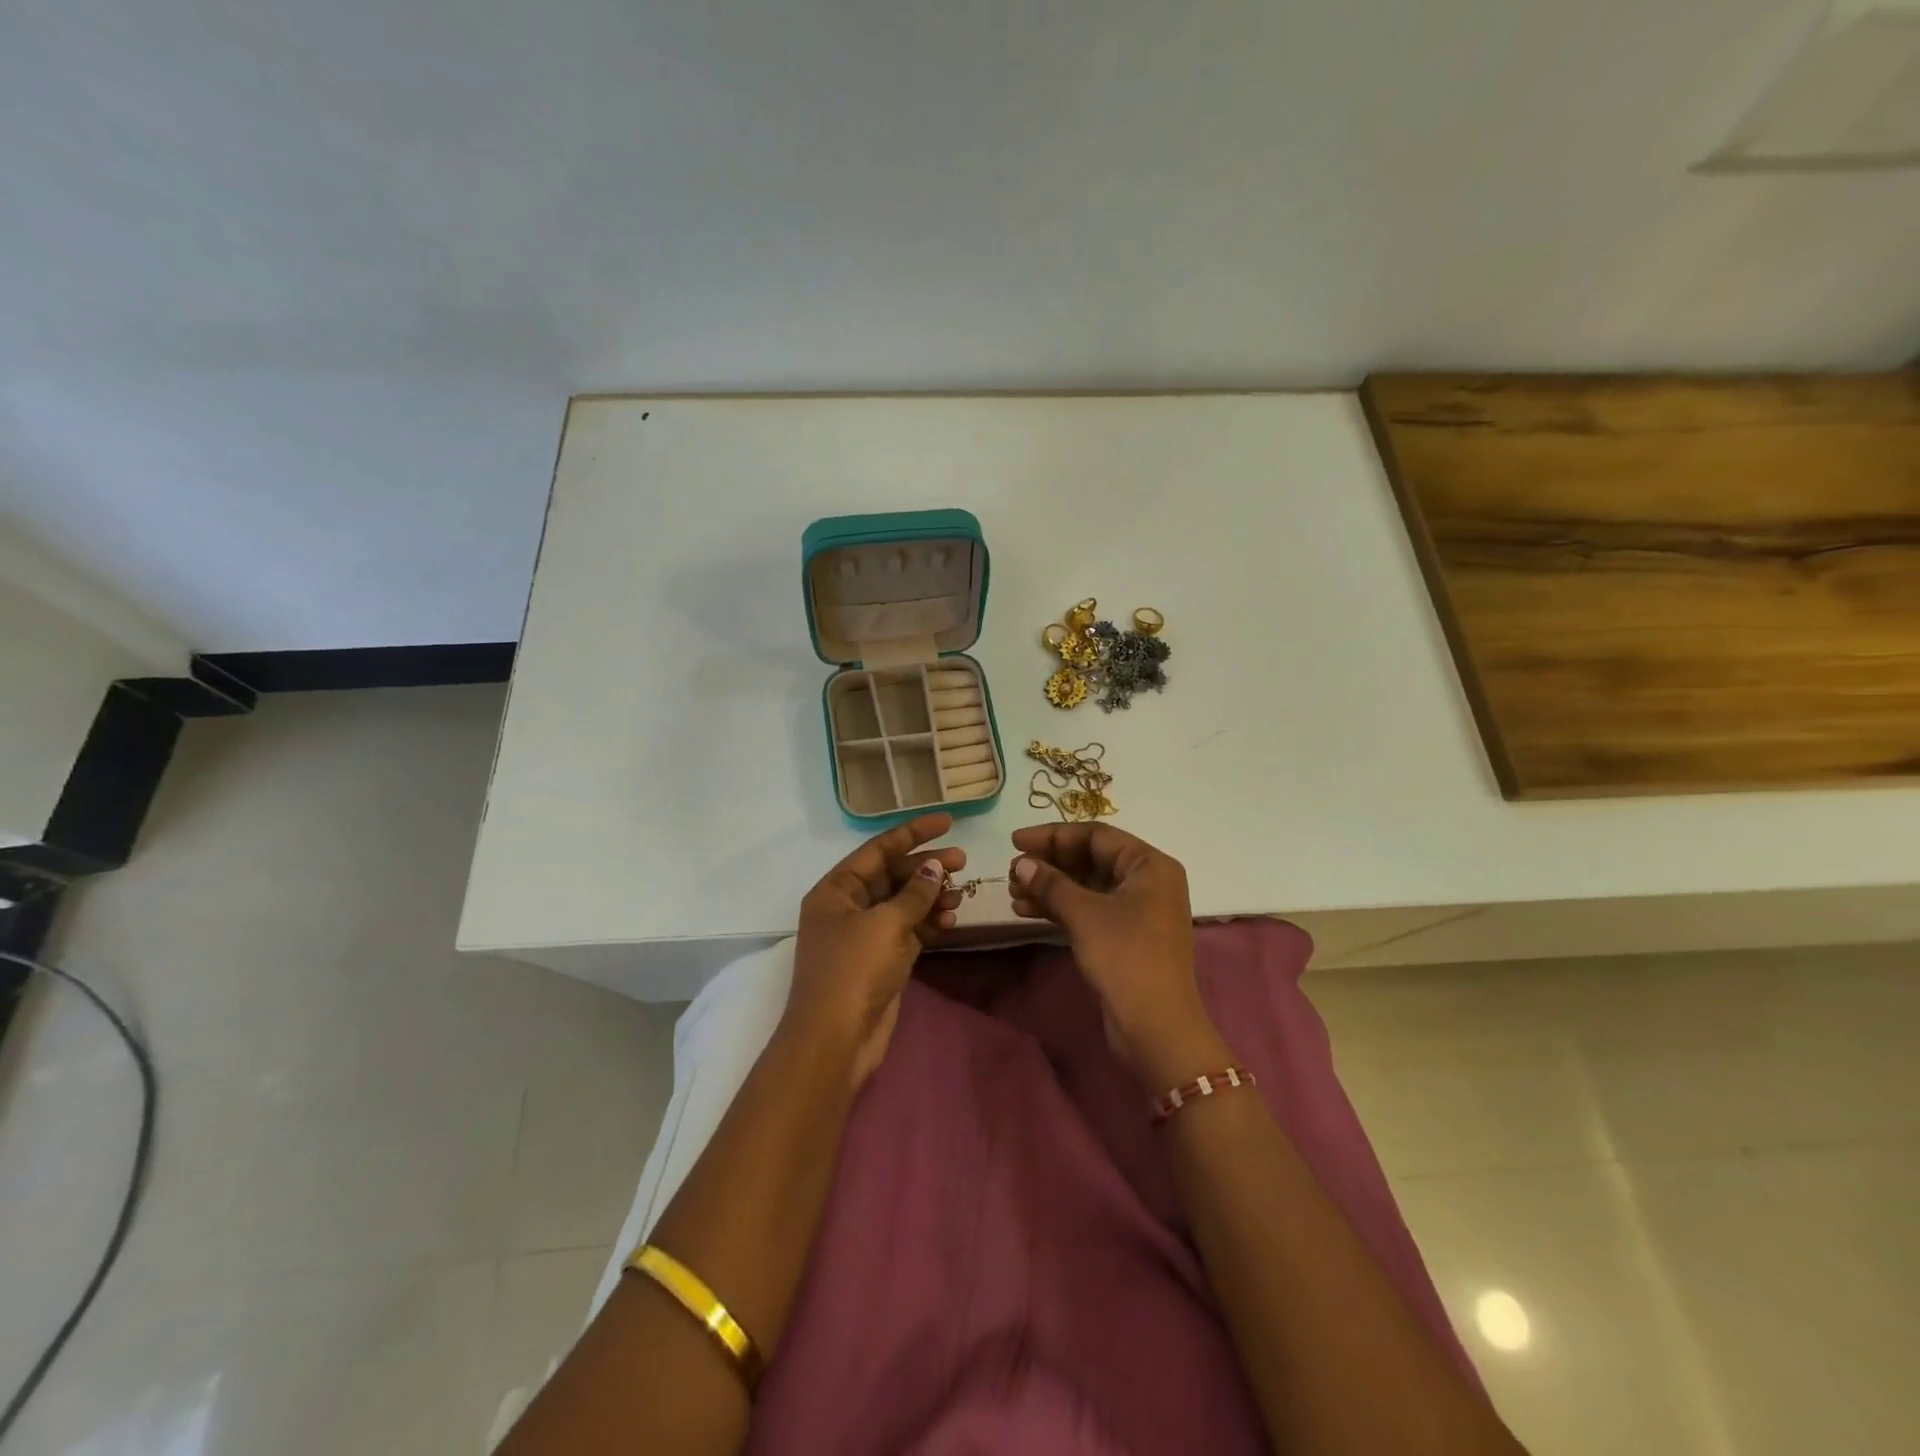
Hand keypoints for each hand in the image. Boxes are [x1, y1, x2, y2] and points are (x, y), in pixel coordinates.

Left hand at [785, 813, 964, 1090]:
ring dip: (932, 896)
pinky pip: (910, 929)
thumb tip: (934, 867)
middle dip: (927, 867)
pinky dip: (929, 923)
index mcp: (836, 889)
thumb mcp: (885, 924)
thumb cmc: (853, 971)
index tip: (947, 822)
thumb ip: (914, 893)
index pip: (878, 849)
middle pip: (893, 874)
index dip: (912, 833)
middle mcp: (848, 907)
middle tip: (963, 862)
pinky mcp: (882, 959)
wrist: (836, 1041)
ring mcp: (865, 935)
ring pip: (904, 903)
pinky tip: (951, 920)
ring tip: (960, 895)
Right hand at [1009, 823, 1228, 1091]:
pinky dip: (1060, 908)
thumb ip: (1050, 883)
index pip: (1096, 835)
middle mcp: (1148, 881)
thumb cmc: (1125, 958)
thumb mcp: (1084, 914)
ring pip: (1086, 886)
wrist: (1156, 1028)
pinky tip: (1027, 911)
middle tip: (1012, 871)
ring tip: (1013, 892)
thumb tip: (1022, 863)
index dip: (1052, 835)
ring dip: (1049, 887)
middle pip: (1091, 859)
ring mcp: (1138, 910)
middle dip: (1049, 863)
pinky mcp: (1126, 936)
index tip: (1015, 841)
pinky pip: (1089, 909)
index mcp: (1150, 865)